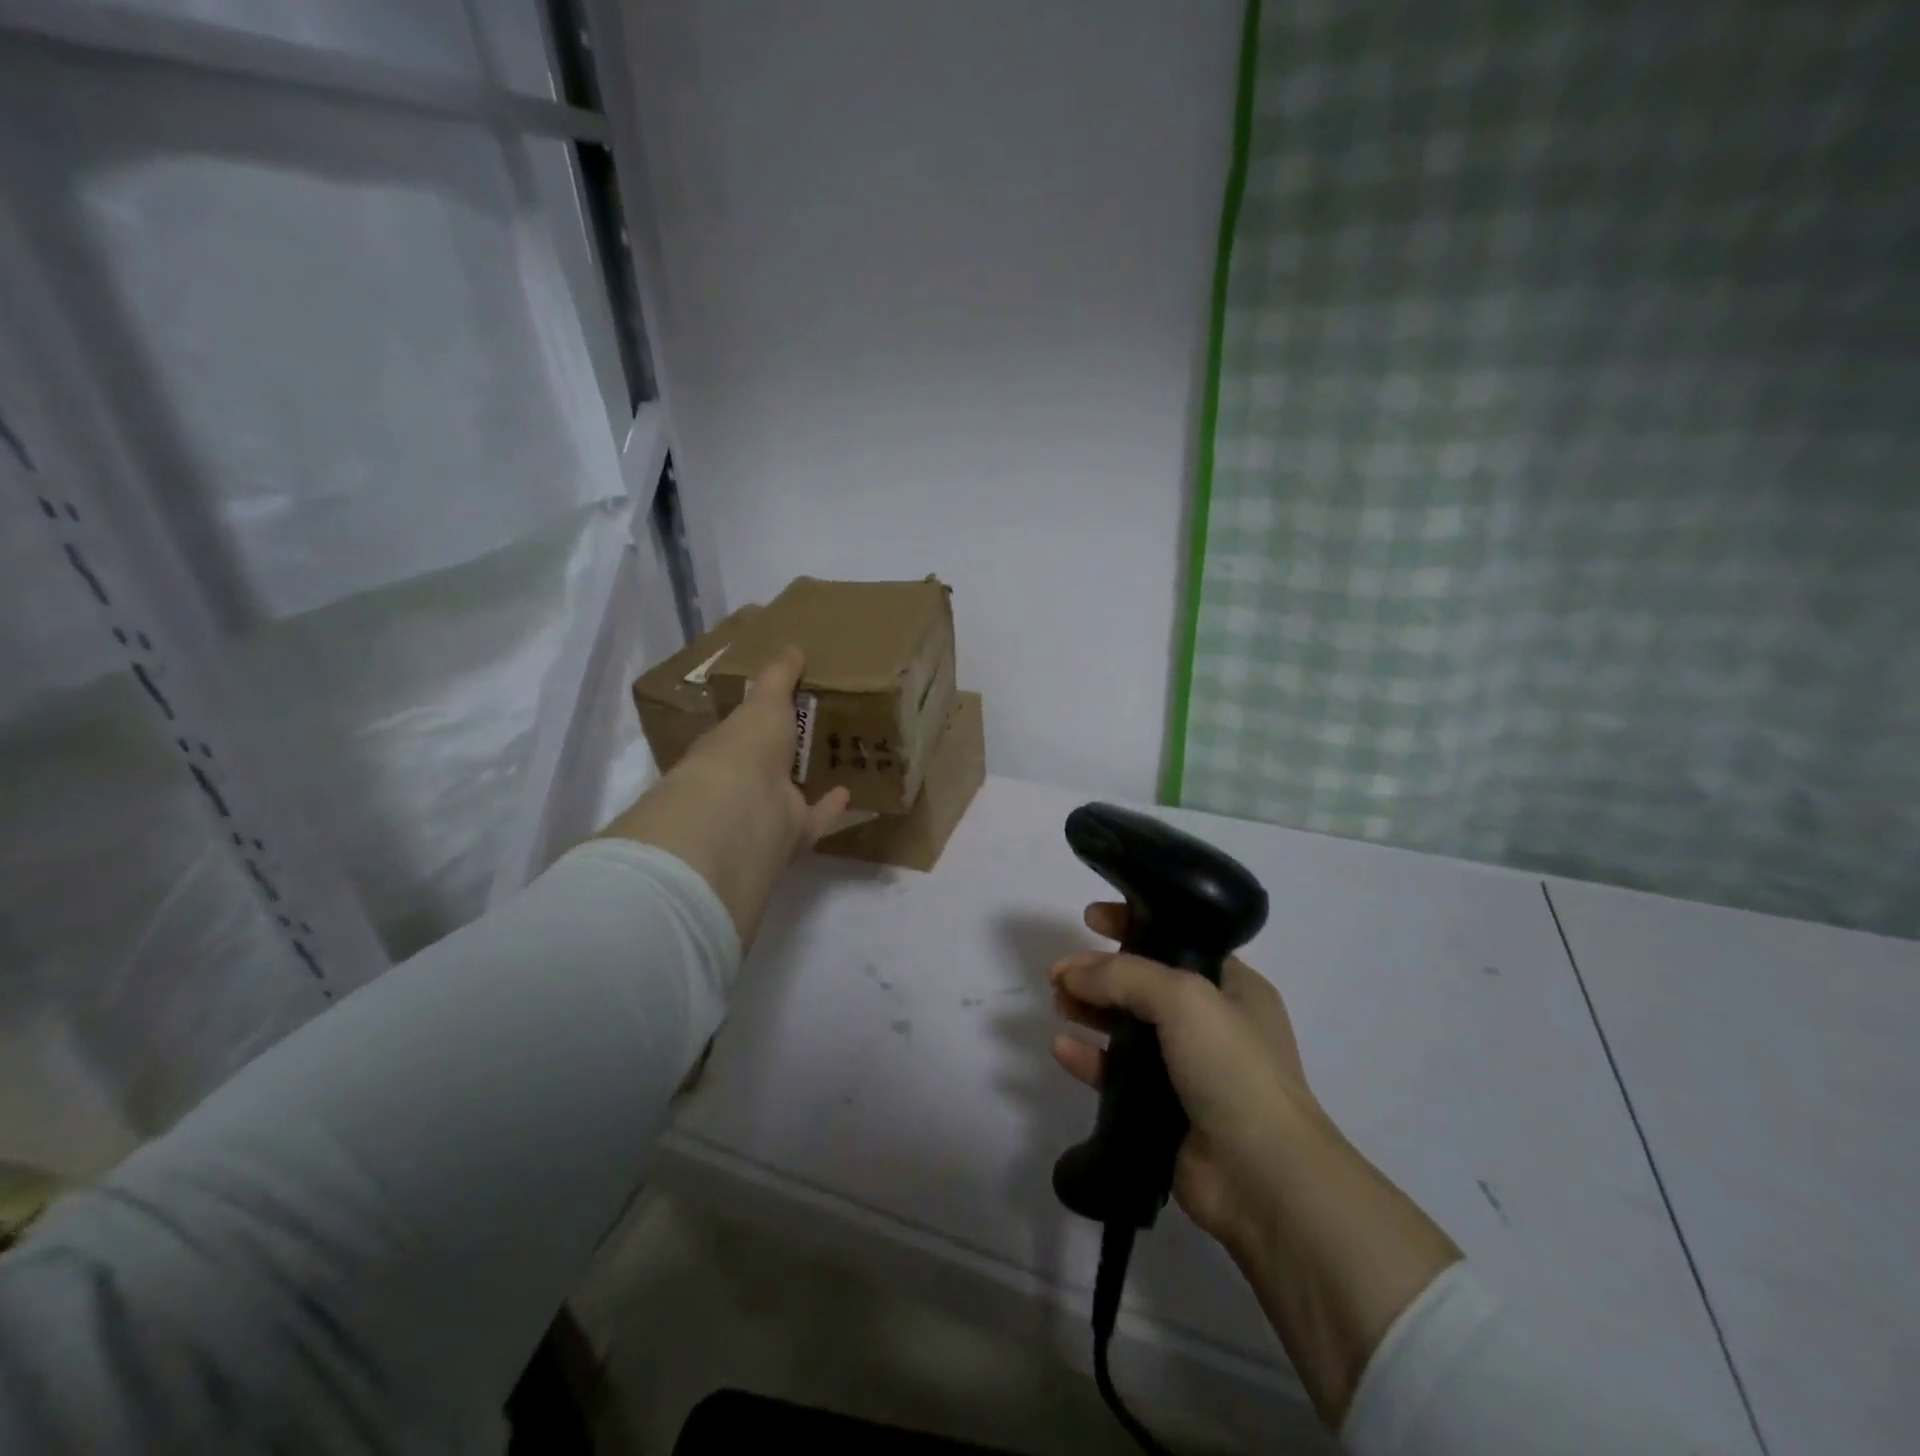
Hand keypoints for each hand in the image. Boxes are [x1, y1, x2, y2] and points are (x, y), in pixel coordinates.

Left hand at [601, 647, 849, 947]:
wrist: (744, 809)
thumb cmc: (746, 746)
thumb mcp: (765, 701)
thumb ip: (779, 676)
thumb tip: (793, 647)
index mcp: (728, 746)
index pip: (744, 728)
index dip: (763, 715)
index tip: (789, 703)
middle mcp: (742, 781)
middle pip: (768, 764)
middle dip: (787, 750)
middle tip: (819, 730)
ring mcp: (765, 810)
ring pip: (789, 794)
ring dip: (808, 781)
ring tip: (837, 761)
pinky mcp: (791, 834)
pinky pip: (815, 819)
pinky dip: (830, 808)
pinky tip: (850, 793)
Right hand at [1048, 902, 1320, 1252]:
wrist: (1262, 1176)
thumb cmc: (1233, 1068)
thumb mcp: (1183, 998)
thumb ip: (1123, 975)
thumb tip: (1072, 971)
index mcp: (1233, 987)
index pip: (1177, 938)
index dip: (1133, 923)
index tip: (1091, 917)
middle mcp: (1212, 1023)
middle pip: (1144, 983)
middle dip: (1101, 972)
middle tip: (1061, 972)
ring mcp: (1188, 1069)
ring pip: (1127, 1028)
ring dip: (1091, 1011)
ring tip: (1059, 1002)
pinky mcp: (1163, 1110)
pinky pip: (1117, 1074)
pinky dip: (1089, 1059)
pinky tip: (1061, 1048)